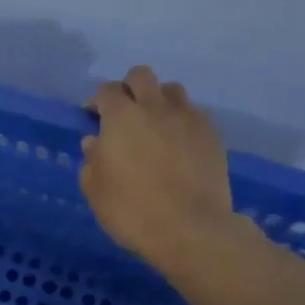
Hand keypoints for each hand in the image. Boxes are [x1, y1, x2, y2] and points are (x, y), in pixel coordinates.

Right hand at [82, 66, 237, 270]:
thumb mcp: (96, 191)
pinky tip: (177, 143)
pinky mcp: (212, 134)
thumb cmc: (132, 211)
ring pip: (171, 89)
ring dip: (158, 99)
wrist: (191, 228)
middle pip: (141, 76)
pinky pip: (193, 113)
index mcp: (121, 118)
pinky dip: (181, 120)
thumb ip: (92, 161)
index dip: (97, 101)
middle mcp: (155, 108)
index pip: (106, 90)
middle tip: (124, 114)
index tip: (93, 118)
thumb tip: (95, 142)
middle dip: (129, 88)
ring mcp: (188, 118)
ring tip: (154, 124)